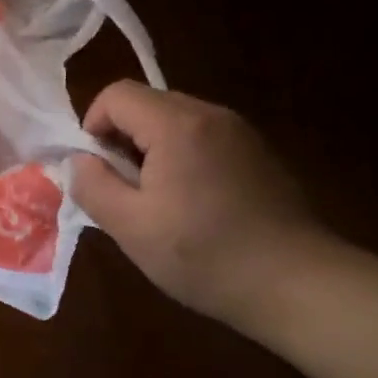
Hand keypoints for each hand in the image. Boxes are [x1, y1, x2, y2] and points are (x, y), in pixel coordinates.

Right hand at [71, 81, 331, 329]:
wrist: (296, 284)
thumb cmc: (204, 255)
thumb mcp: (130, 227)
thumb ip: (92, 185)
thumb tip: (80, 160)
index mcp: (177, 125)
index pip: (116, 94)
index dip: (93, 126)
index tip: (97, 170)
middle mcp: (211, 114)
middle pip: (147, 103)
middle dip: (122, 139)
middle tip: (124, 190)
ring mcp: (240, 132)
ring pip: (175, 121)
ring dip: (151, 150)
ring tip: (157, 201)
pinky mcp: (258, 153)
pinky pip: (203, 138)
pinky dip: (182, 158)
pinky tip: (193, 205)